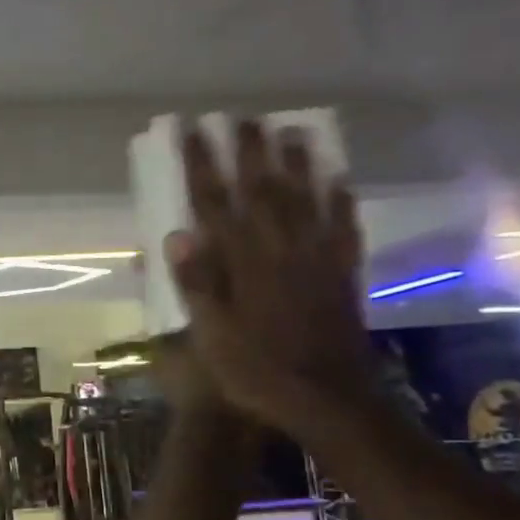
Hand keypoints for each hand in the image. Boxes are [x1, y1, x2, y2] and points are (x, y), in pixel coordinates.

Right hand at [168, 120, 374, 431]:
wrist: (328, 401)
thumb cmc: (257, 372)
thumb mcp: (211, 337)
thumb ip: (197, 285)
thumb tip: (176, 236)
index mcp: (242, 265)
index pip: (215, 204)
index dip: (202, 165)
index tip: (192, 131)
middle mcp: (280, 251)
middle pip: (263, 190)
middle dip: (250, 152)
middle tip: (243, 118)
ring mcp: (317, 261)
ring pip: (307, 200)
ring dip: (298, 164)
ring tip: (291, 132)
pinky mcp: (342, 276)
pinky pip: (343, 229)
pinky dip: (341, 202)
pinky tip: (339, 182)